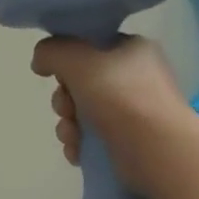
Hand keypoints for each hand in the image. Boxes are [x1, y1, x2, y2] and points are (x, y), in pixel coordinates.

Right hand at [31, 35, 190, 194]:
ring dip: (68, 125)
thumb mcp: (76, 59)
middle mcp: (135, 77)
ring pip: (83, 112)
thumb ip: (51, 52)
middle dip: (64, 99)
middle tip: (66, 109)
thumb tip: (41, 63)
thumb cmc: (120, 96)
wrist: (158, 150)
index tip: (57, 75)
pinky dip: (80, 144)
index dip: (66, 60)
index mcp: (131, 49)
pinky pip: (93, 137)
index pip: (89, 46)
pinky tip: (77, 152)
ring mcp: (134, 111)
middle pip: (81, 81)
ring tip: (73, 137)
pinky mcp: (130, 141)